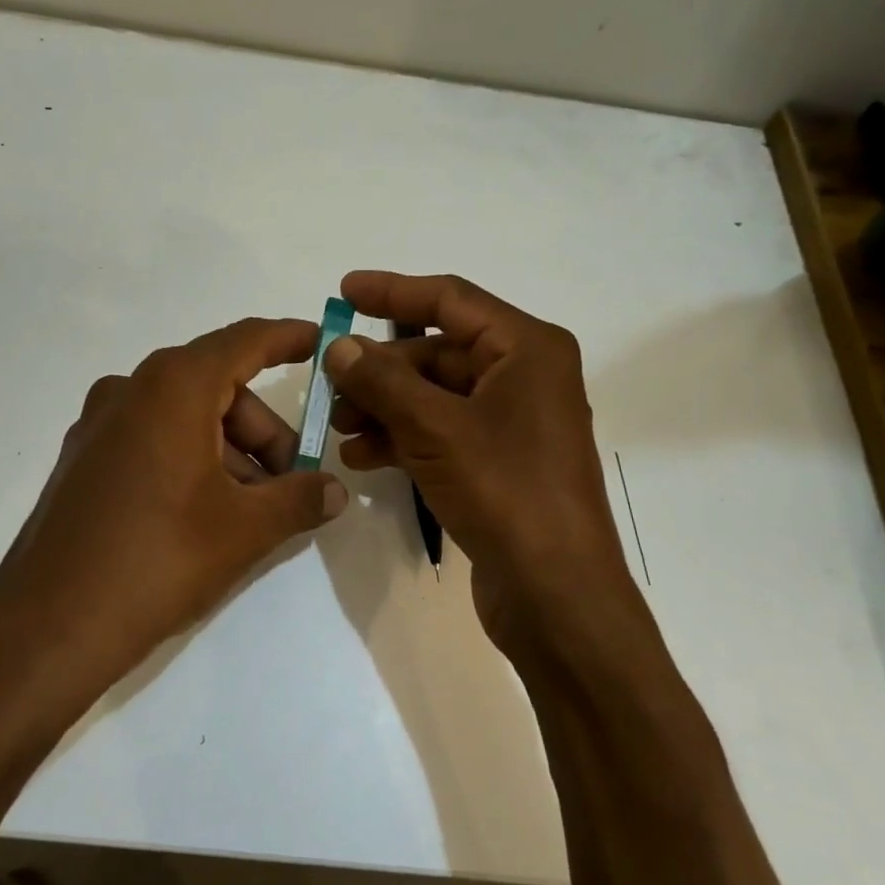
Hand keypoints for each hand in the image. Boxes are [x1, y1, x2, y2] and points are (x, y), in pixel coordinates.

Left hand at [0, 318, 347, 705]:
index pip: (243, 341)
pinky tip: (207, 515)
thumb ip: (300, 498)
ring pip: (185, 418)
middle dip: (265, 431)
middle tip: (293, 482)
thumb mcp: (245, 529)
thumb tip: (336, 491)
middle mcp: (130, 390)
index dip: (287, 338)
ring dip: (230, 453)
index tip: (322, 342)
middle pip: (217, 388)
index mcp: (172, 387)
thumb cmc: (158, 559)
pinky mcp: (82, 462)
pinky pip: (152, 441)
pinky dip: (192, 462)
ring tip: (253, 512)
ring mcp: (98, 426)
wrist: (47, 627)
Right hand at [324, 271, 635, 652]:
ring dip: (385, 409)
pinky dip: (402, 440)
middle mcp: (524, 376)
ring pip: (435, 397)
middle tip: (330, 384)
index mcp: (526, 348)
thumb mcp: (436, 429)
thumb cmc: (505, 491)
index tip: (343, 293)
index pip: (450, 300)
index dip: (393, 292)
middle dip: (381, 370)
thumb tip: (339, 345)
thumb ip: (382, 382)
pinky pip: (441, 433)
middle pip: (438, 353)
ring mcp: (512, 423)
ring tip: (340, 429)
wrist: (554, 592)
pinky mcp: (498, 463)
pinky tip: (362, 459)